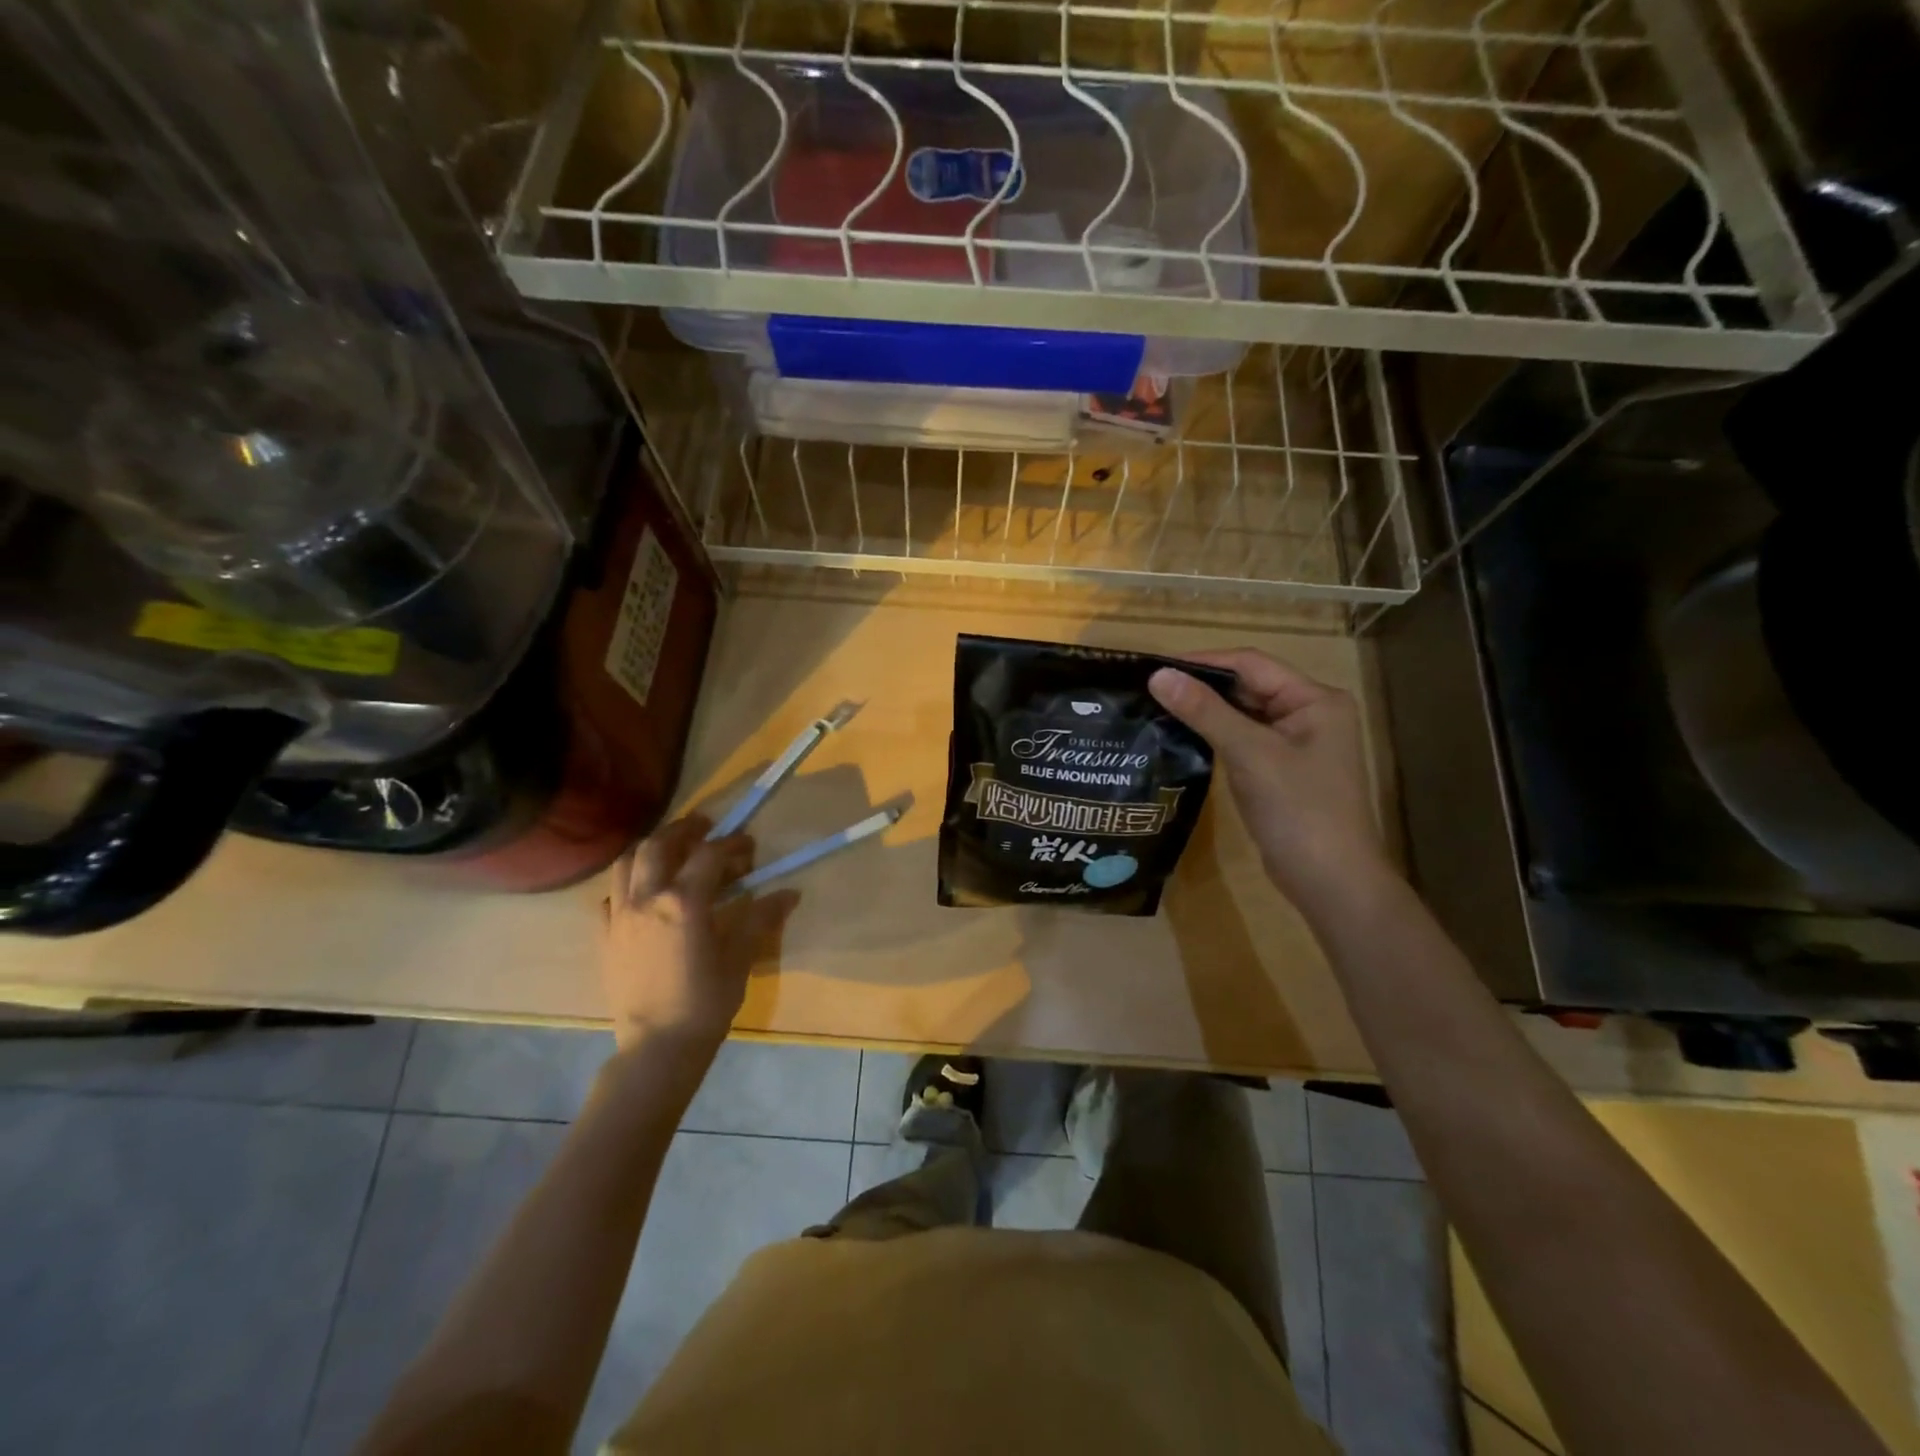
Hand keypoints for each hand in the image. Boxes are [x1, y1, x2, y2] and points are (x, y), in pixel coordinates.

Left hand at [601, 814, 798, 1053]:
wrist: (657, 1048)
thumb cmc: (705, 1003)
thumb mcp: (740, 958)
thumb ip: (760, 918)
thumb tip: (789, 893)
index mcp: (683, 901)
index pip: (709, 854)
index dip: (732, 844)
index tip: (749, 845)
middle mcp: (646, 898)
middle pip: (659, 845)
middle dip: (684, 830)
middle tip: (705, 829)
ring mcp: (619, 916)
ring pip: (626, 863)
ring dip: (650, 850)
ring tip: (671, 853)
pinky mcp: (604, 937)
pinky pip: (610, 896)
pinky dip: (628, 885)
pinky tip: (643, 896)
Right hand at [1149, 649, 1393, 911]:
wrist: (1331, 883)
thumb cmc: (1299, 810)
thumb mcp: (1250, 754)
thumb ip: (1205, 711)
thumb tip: (1158, 675)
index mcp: (1315, 700)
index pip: (1251, 664)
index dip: (1203, 662)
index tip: (1156, 668)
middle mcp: (1310, 714)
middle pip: (1248, 687)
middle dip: (1202, 687)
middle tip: (1150, 689)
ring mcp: (1297, 745)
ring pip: (1243, 715)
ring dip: (1206, 712)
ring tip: (1157, 708)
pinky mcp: (1281, 771)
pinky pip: (1244, 741)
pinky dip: (1215, 737)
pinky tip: (1181, 738)